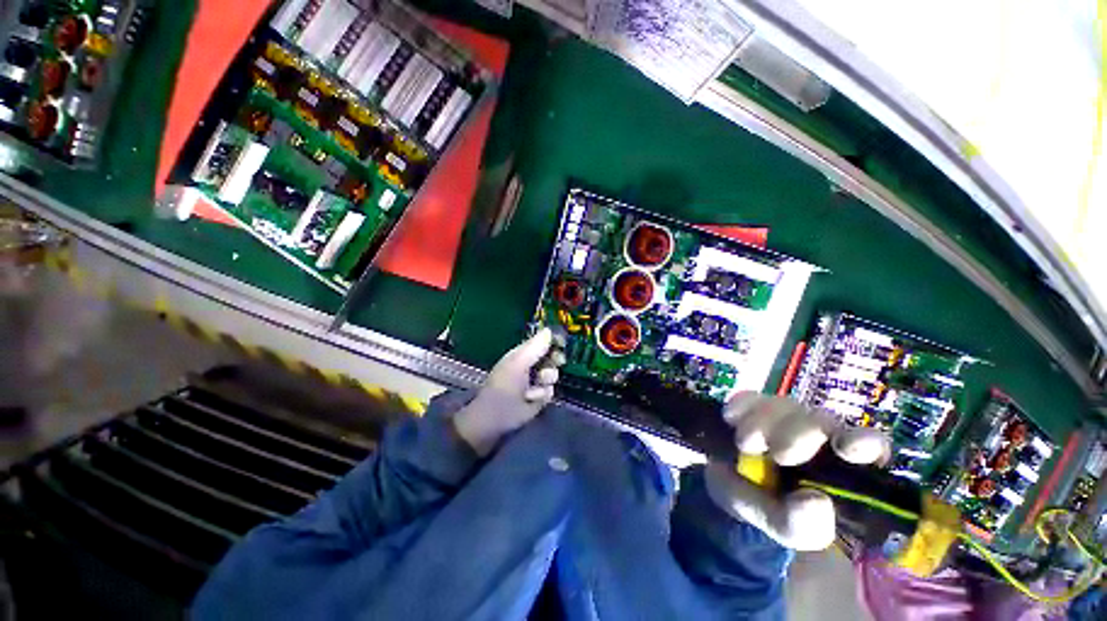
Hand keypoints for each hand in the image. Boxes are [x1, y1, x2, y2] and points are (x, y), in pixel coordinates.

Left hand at [453, 328, 564, 455]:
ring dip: (544, 383)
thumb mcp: (518, 363)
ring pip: (554, 375)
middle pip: (554, 357)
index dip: (553, 341)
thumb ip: (535, 347)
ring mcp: (537, 381)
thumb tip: (550, 330)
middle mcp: (532, 364)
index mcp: (524, 353)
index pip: (544, 341)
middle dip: (552, 365)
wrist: (495, 419)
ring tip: (530, 391)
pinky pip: (551, 391)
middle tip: (545, 371)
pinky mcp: (540, 397)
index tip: (561, 344)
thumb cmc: (503, 387)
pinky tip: (530, 400)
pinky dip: (542, 396)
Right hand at [704, 392, 889, 550]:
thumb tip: (816, 501)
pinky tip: (730, 418)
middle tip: (777, 453)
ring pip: (783, 406)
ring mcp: (787, 417)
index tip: (847, 448)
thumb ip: (801, 525)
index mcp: (843, 468)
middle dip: (796, 433)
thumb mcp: (788, 529)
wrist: (726, 488)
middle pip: (819, 419)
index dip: (863, 441)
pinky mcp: (755, 406)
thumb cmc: (772, 512)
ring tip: (744, 444)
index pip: (870, 446)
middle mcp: (820, 436)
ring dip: (761, 422)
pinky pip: (750, 397)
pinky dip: (740, 405)